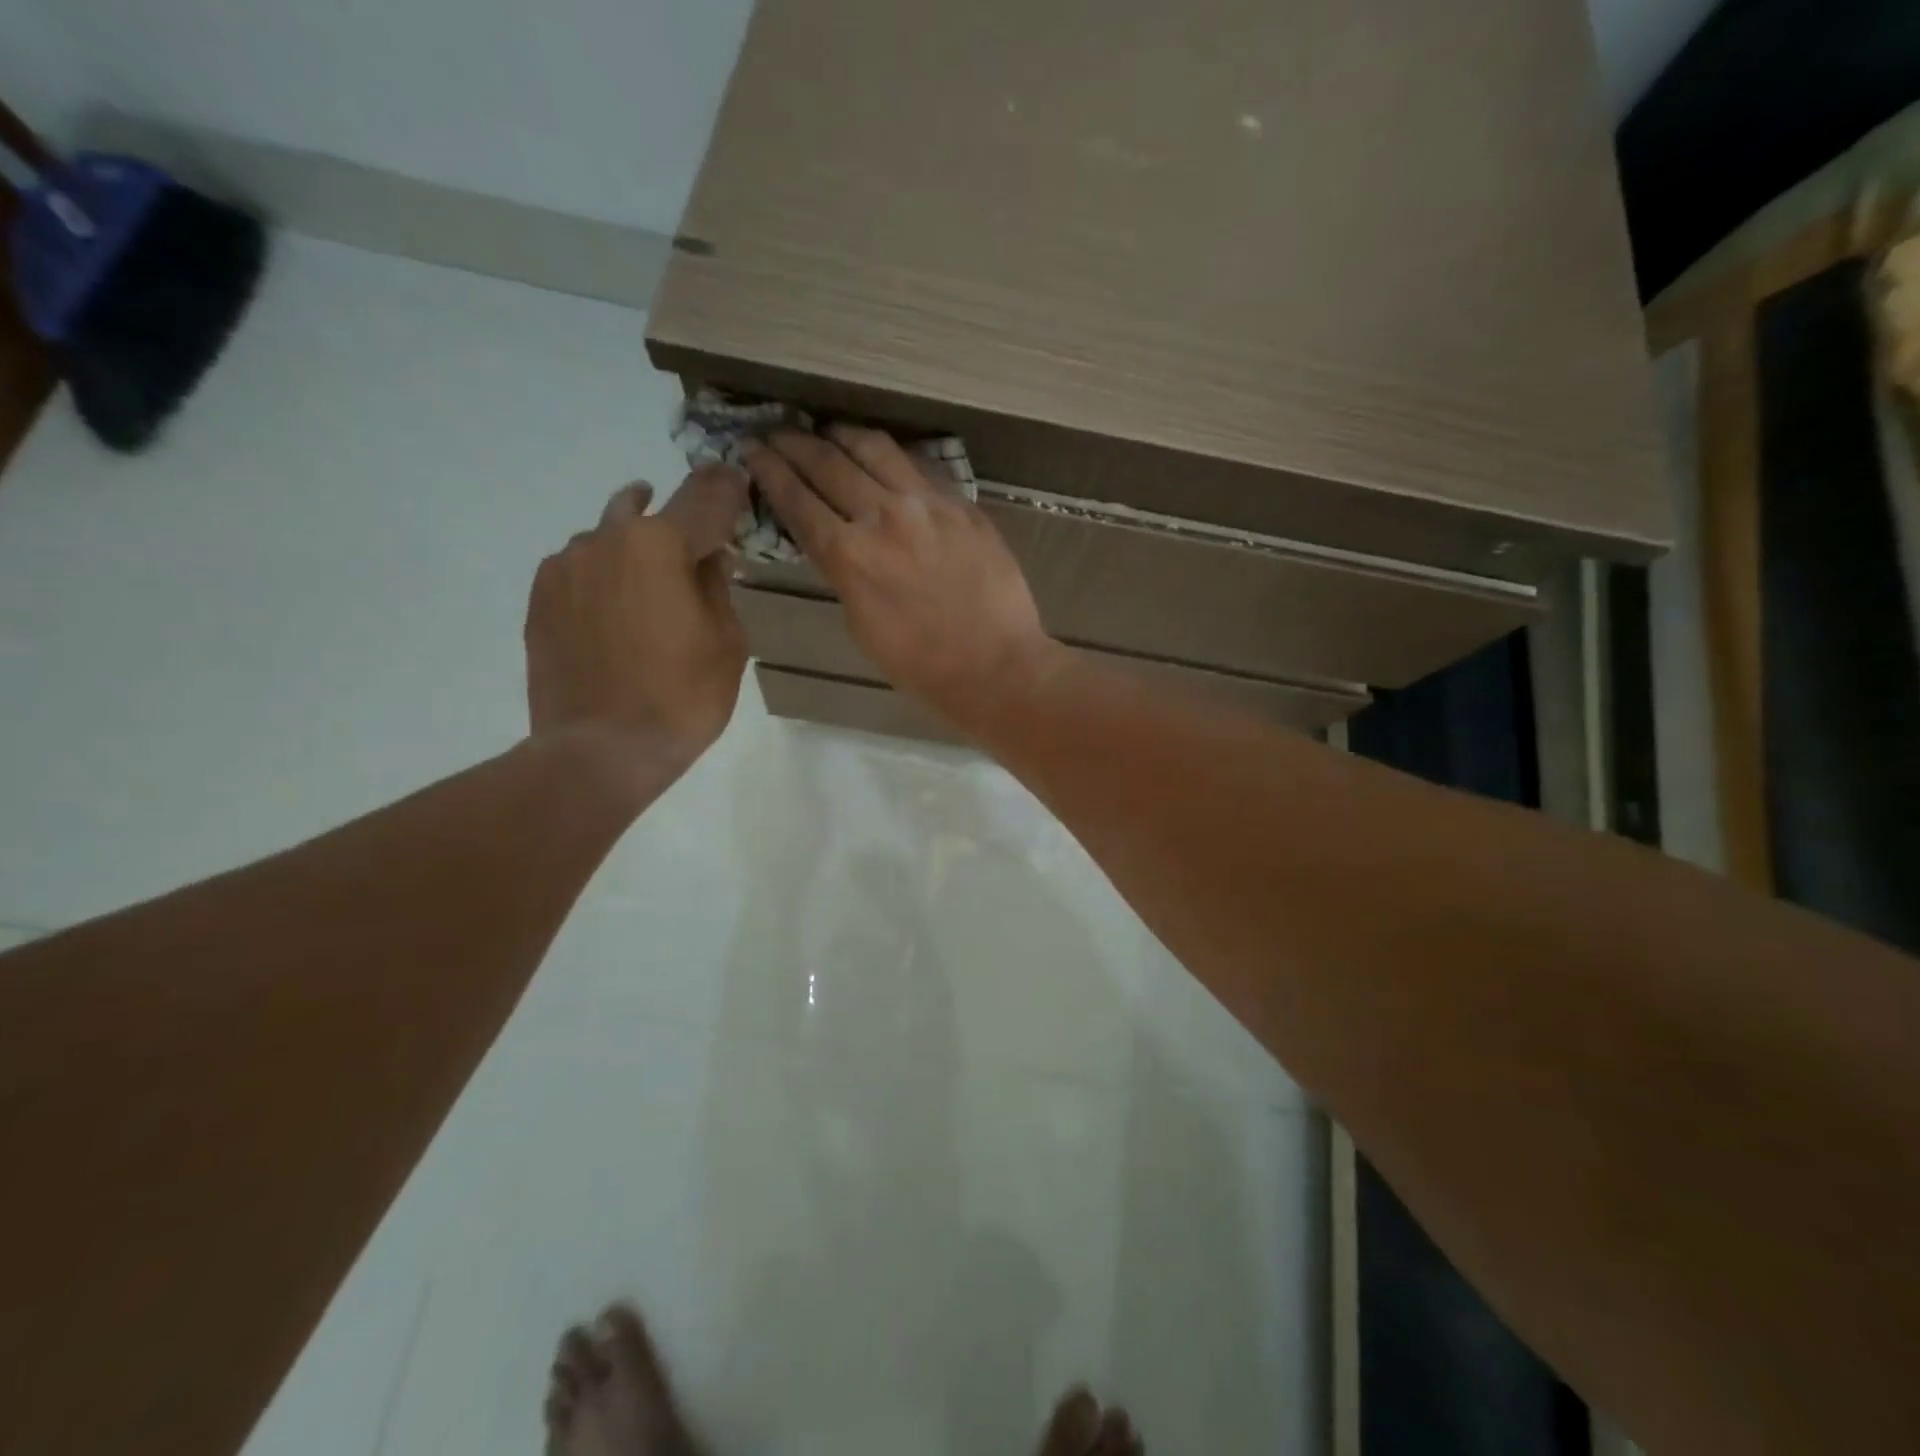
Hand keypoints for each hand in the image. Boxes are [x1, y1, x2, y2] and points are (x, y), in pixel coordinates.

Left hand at [525, 468, 748, 783]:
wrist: (601, 751)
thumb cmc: (682, 698)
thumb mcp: (727, 643)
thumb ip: (717, 586)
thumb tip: (707, 556)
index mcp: (659, 545)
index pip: (702, 497)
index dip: (724, 487)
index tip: (735, 478)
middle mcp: (605, 540)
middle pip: (645, 509)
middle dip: (674, 516)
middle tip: (694, 537)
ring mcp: (564, 568)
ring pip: (606, 538)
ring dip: (633, 548)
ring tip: (649, 583)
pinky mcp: (540, 599)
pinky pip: (578, 568)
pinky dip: (602, 576)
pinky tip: (615, 609)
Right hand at [743, 425, 1057, 726]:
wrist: (995, 666)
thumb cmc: (921, 665)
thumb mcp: (860, 625)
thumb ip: (842, 573)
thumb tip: (834, 541)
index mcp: (849, 555)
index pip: (797, 499)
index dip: (769, 471)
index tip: (752, 450)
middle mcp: (883, 516)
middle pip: (828, 462)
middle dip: (794, 443)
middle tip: (777, 432)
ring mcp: (928, 504)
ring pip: (875, 448)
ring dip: (843, 435)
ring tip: (828, 432)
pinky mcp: (962, 505)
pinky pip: (919, 467)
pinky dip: (891, 457)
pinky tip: (883, 457)